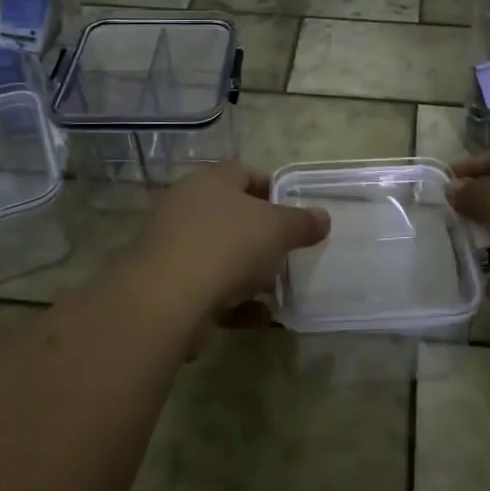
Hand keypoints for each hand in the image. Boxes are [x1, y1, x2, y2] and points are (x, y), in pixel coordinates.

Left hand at [130, 165, 330, 320]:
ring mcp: (172, 245)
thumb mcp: (277, 229)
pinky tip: (259, 316)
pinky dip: (234, 300)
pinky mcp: (166, 283)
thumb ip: (302, 222)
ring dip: (248, 271)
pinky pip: (209, 287)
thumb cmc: (227, 246)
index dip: (272, 190)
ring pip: (220, 253)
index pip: (245, 174)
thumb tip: (323, 217)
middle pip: (231, 215)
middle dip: (262, 236)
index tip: (295, 213)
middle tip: (288, 252)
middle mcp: (186, 206)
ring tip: (277, 289)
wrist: (166, 299)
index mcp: (210, 181)